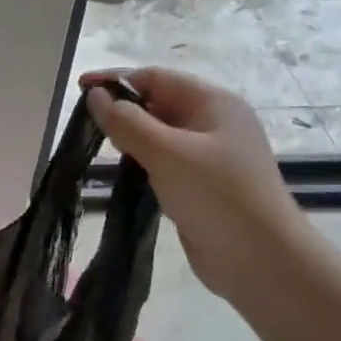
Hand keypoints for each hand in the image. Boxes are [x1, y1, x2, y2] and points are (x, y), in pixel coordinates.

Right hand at [82, 68, 308, 300]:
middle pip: (159, 103)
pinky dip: (143, 162)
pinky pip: (165, 162)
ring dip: (131, 138)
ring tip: (100, 148)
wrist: (261, 261)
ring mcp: (211, 157)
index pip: (157, 78)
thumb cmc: (217, 196)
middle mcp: (215, 124)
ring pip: (161, 135)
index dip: (117, 80)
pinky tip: (125, 174)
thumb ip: (127, 122)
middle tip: (87, 124)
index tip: (79, 90)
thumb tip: (95, 95)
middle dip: (123, 109)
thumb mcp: (167, 152)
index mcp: (215, 103)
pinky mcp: (203, 186)